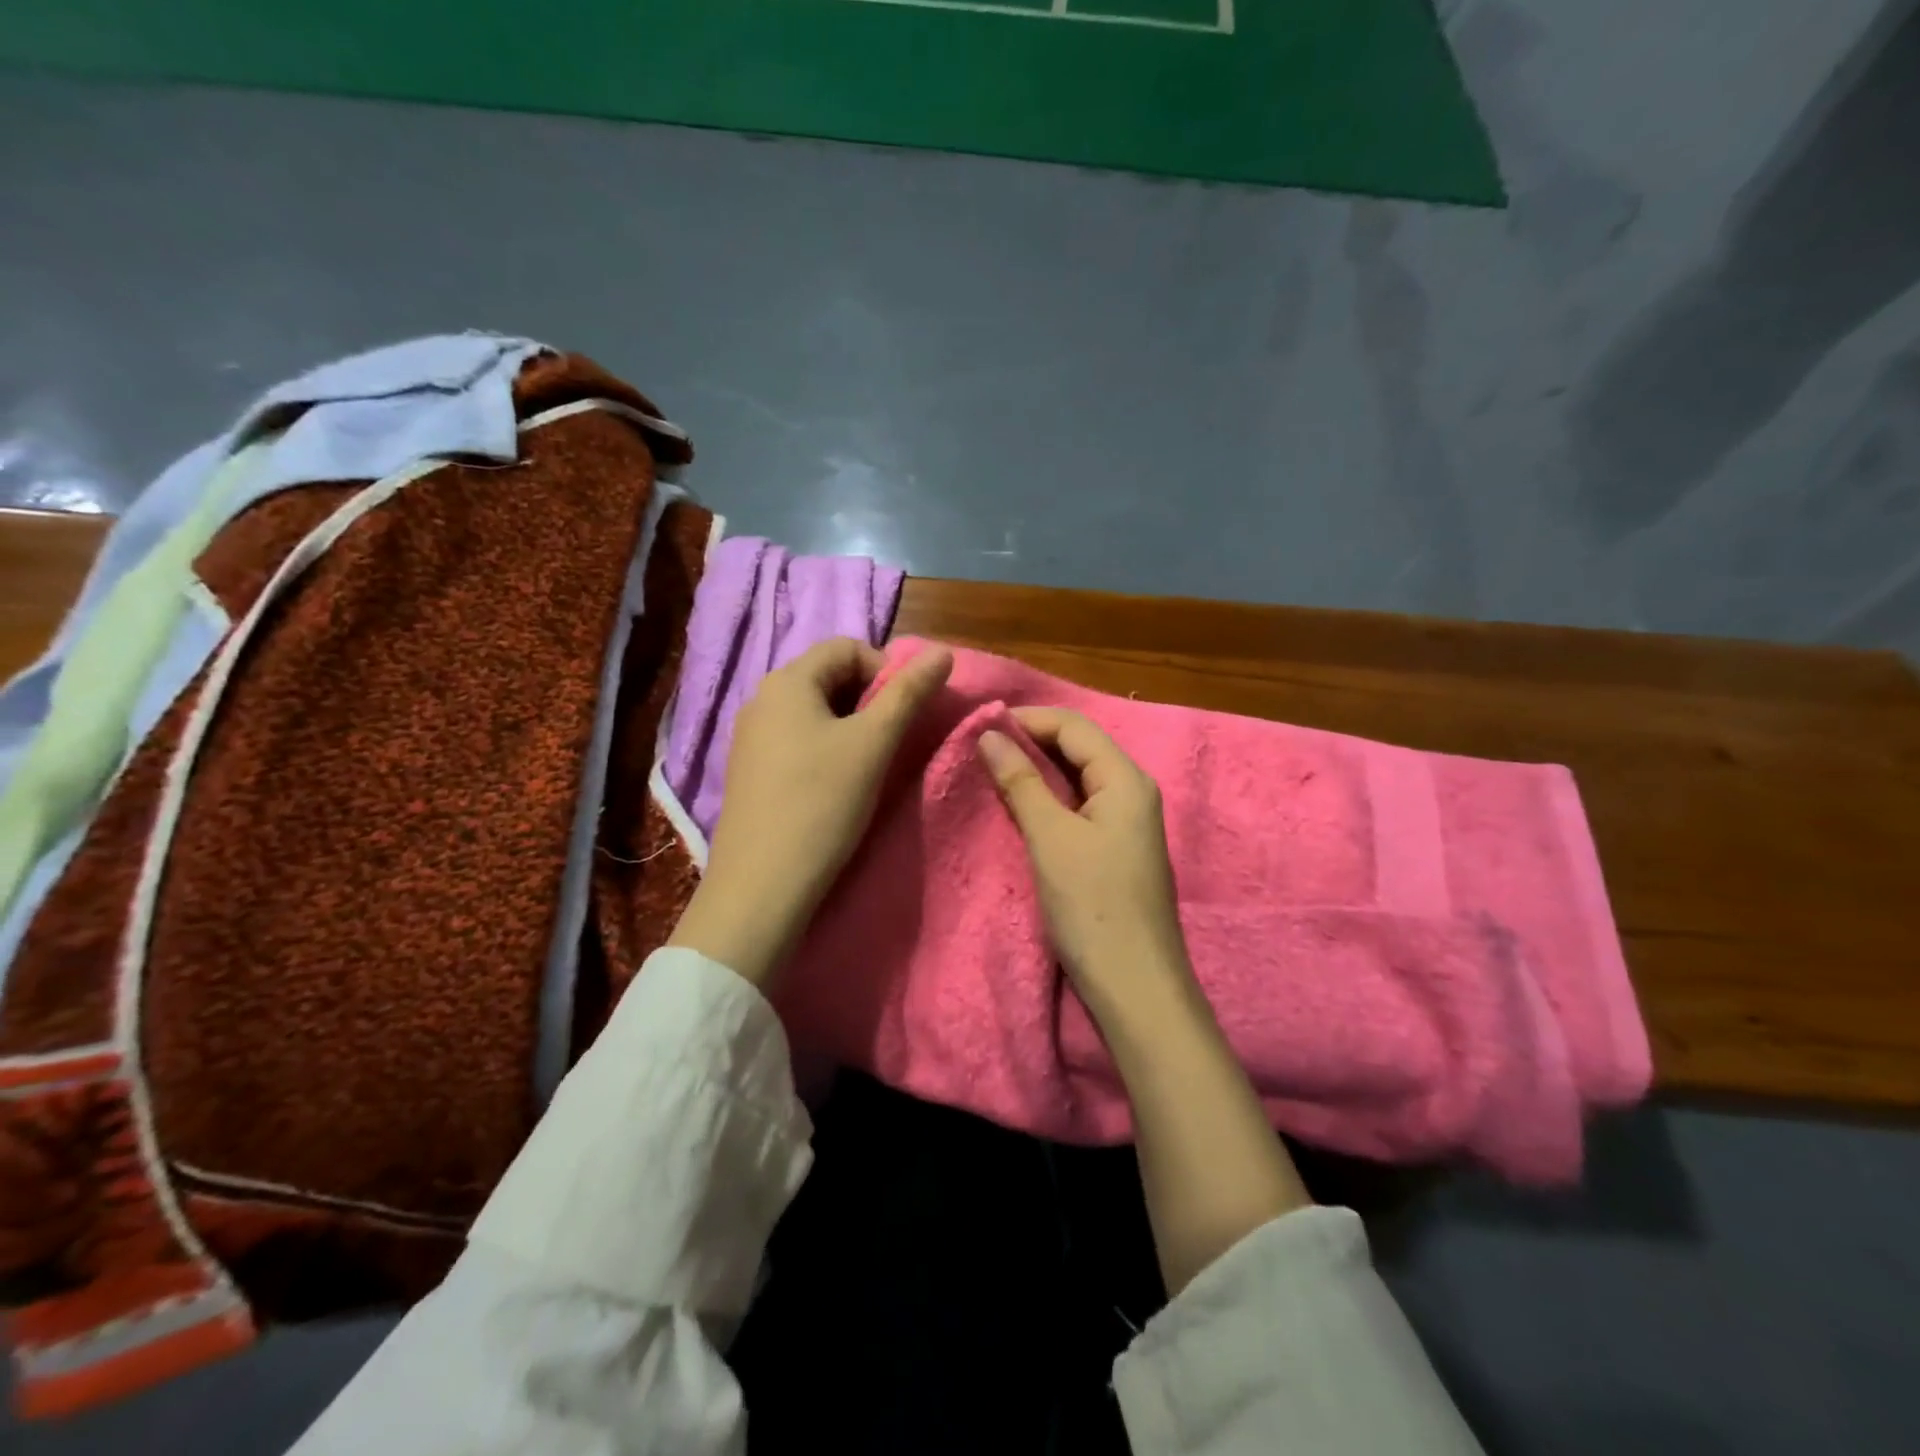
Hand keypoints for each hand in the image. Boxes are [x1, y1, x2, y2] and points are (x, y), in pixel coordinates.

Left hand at [668, 639, 952, 986]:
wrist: (761, 886)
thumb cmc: (822, 803)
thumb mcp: (874, 743)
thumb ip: (909, 693)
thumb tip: (942, 652)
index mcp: (787, 681)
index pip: (847, 647)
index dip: (887, 669)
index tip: (907, 710)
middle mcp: (761, 699)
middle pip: (829, 677)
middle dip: (870, 699)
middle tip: (894, 738)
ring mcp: (750, 738)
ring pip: (815, 712)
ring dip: (851, 726)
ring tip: (871, 763)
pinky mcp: (750, 772)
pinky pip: (797, 741)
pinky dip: (827, 749)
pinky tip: (838, 785)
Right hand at [982, 707, 1313, 1293]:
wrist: (1135, 987)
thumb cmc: (1093, 907)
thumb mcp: (1052, 839)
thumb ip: (1021, 782)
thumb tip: (989, 734)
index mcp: (1125, 780)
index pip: (1074, 727)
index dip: (1028, 718)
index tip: (979, 724)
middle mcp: (1132, 792)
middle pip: (1079, 748)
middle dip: (1030, 741)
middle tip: (978, 748)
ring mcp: (1126, 823)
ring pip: (1077, 778)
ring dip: (1037, 770)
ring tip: (990, 771)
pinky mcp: (1114, 850)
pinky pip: (1079, 806)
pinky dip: (1048, 799)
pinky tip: (1019, 806)